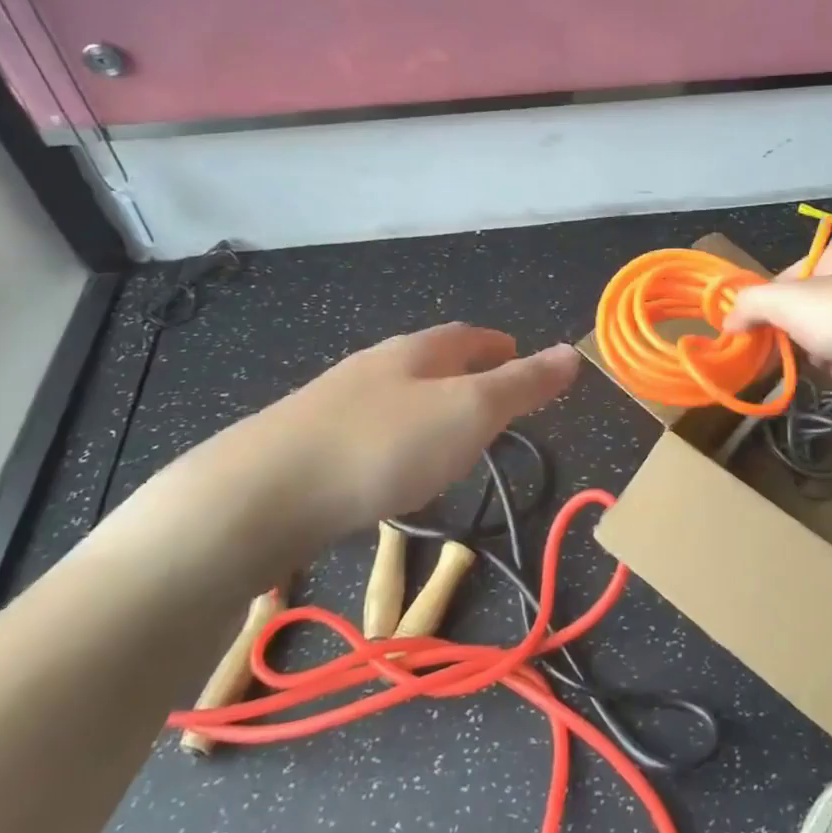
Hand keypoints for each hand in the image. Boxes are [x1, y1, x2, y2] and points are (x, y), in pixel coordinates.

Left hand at [107, 324, 578, 585]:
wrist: (258, 496)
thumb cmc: (382, 446)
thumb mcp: (469, 412)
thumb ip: (523, 385)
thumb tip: (573, 352)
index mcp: (416, 353)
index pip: (467, 335)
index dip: (498, 344)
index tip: (518, 354)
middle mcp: (373, 368)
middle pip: (428, 361)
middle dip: (463, 372)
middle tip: (491, 399)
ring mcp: (333, 405)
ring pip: (395, 396)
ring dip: (428, 406)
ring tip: (448, 436)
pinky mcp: (304, 446)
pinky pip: (366, 431)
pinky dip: (394, 438)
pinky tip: (389, 469)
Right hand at [722, 238, 831, 414]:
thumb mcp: (790, 303)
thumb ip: (751, 304)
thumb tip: (727, 318)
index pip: (790, 276)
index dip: (770, 305)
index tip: (757, 333)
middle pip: (812, 308)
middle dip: (801, 334)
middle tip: (795, 350)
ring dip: (825, 354)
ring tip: (831, 364)